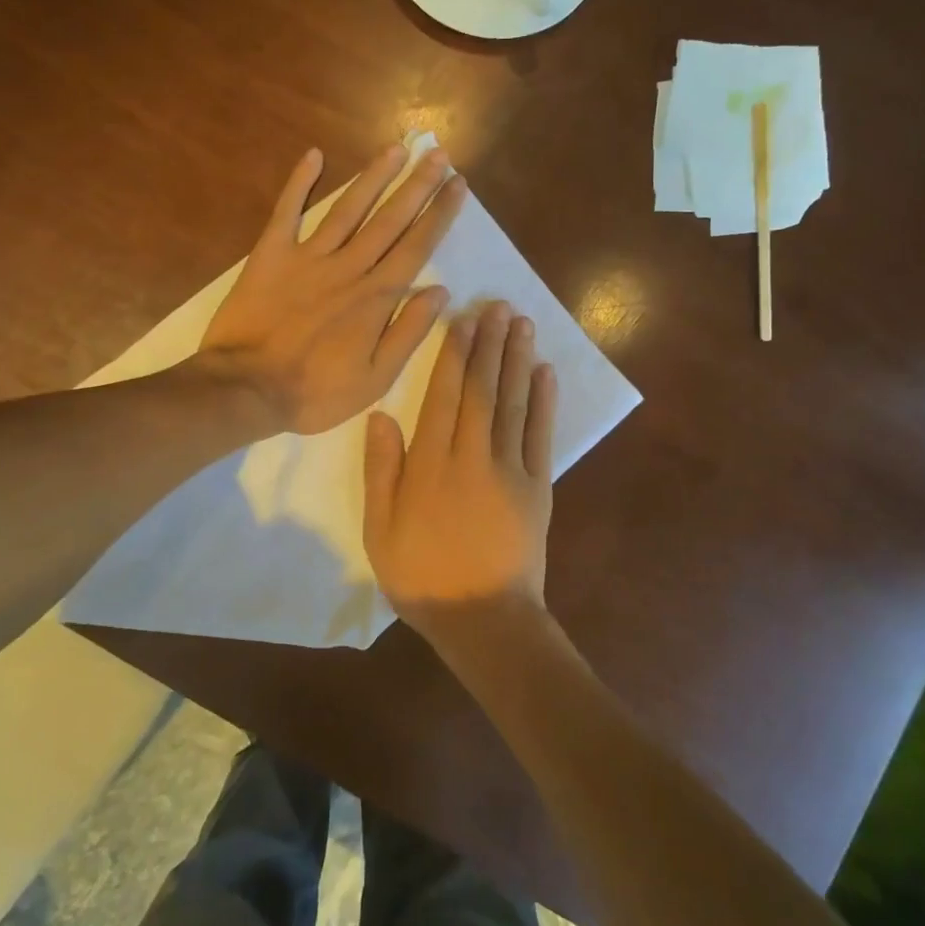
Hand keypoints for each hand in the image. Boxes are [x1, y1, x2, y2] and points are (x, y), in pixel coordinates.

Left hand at [198, 144, 466, 434]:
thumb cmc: (314, 392)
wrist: (246, 389)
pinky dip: (299, 183)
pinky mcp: (271, 255)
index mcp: (376, 297)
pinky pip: (287, 211)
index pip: (416, 247)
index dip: (439, 214)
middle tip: (438, 154)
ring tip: (396, 149)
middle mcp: (348, 267)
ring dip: (374, 177)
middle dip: (417, 185)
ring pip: (348, 208)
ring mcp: (308, 257)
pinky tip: (314, 155)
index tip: (458, 185)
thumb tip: (440, 292)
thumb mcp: (374, 378)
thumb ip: (408, 332)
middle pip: (389, 219)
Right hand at [363, 301, 557, 654]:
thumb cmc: (422, 576)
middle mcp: (472, 456)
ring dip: (517, 360)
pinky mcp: (539, 487)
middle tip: (498, 306)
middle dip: (489, 344)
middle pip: (482, 389)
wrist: (483, 619)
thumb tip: (381, 415)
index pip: (443, 396)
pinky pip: (541, 436)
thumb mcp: (380, 529)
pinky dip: (544, 402)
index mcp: (430, 465)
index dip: (453, 355)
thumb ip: (381, 470)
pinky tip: (545, 372)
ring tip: (521, 324)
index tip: (462, 320)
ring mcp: (511, 470)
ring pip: (513, 403)